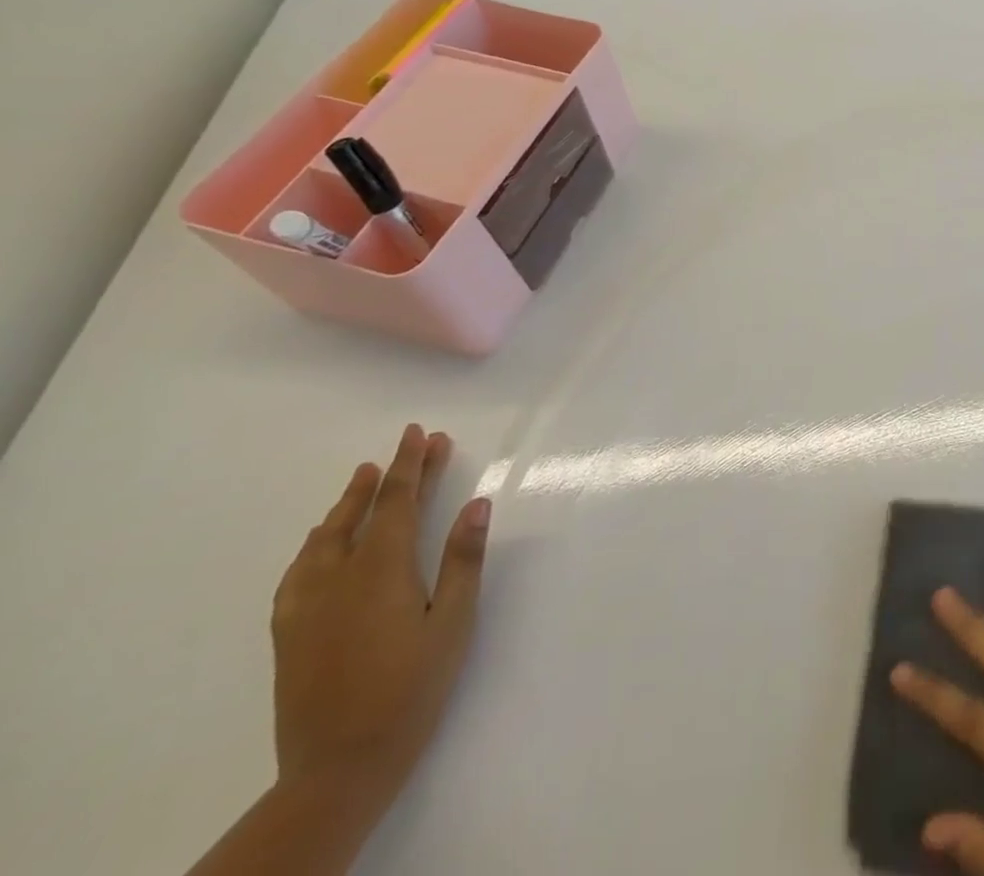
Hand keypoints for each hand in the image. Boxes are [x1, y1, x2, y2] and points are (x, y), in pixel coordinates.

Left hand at [270, 424, 490, 816]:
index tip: (420, 433)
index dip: (411, 464)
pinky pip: (298, 571)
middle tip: (411, 443)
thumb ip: (463, 560)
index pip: (399, 502)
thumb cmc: (411, 688)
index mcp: (381, 571)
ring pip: (324, 538)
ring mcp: (306, 606)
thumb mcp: (454, 622)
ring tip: (362, 480)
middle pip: (365, 512)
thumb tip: (476, 503)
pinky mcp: (289, 633)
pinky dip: (315, 543)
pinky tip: (320, 543)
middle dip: (389, 475)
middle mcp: (337, 578)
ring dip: (348, 504)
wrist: (337, 768)